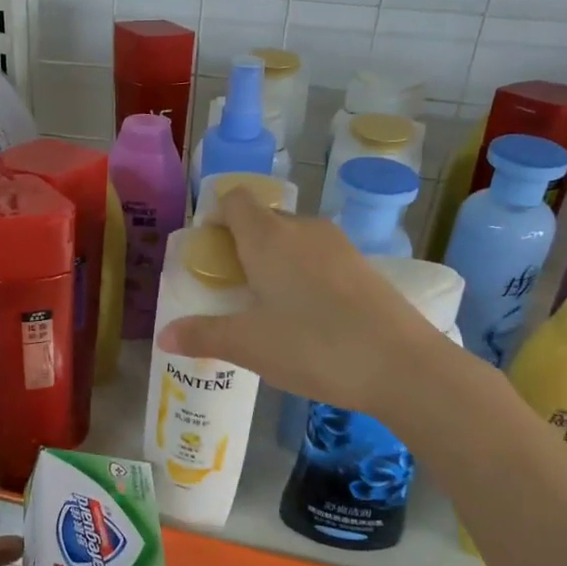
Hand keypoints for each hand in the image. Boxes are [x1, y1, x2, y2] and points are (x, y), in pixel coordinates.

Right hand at [159, 188, 446, 418]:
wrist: (403, 366)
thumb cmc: (314, 346)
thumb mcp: (249, 346)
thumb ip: (203, 335)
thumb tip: (163, 336)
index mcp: (268, 237)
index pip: (235, 199)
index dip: (216, 216)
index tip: (208, 251)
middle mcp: (303, 229)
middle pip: (263, 219)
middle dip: (241, 244)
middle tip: (230, 288)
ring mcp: (338, 246)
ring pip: (293, 239)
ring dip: (273, 260)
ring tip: (266, 305)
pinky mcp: (363, 267)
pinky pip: (319, 258)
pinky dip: (303, 274)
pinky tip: (306, 316)